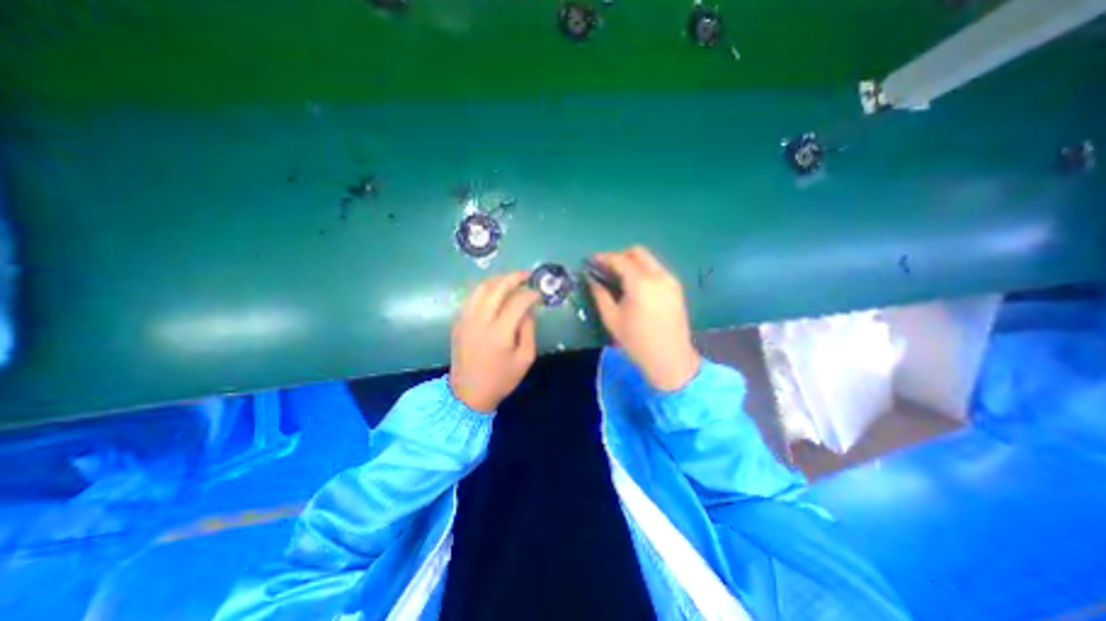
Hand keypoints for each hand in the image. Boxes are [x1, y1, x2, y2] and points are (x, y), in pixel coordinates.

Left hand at [443, 273, 540, 412]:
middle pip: (497, 288)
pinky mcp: (458, 322)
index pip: (518, 302)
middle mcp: (480, 321)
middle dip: (514, 277)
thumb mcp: (525, 358)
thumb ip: (528, 330)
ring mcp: (465, 320)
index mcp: (500, 333)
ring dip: (498, 279)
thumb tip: (528, 309)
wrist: (468, 394)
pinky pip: (471, 297)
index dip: (531, 294)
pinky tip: (494, 292)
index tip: (539, 294)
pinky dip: (484, 289)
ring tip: (511, 280)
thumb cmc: (501, 379)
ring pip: (481, 288)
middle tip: (527, 275)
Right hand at [586, 246, 698, 390]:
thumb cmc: (636, 342)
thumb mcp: (612, 319)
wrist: (670, 359)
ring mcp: (671, 280)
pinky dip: (643, 270)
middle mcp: (659, 276)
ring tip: (618, 278)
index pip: (620, 260)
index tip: (591, 261)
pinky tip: (633, 286)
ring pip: (649, 260)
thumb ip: (600, 294)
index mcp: (641, 283)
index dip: (603, 258)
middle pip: (637, 252)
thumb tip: (591, 278)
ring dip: (631, 262)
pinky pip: (656, 270)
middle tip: (605, 269)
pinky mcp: (676, 288)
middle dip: (619, 256)